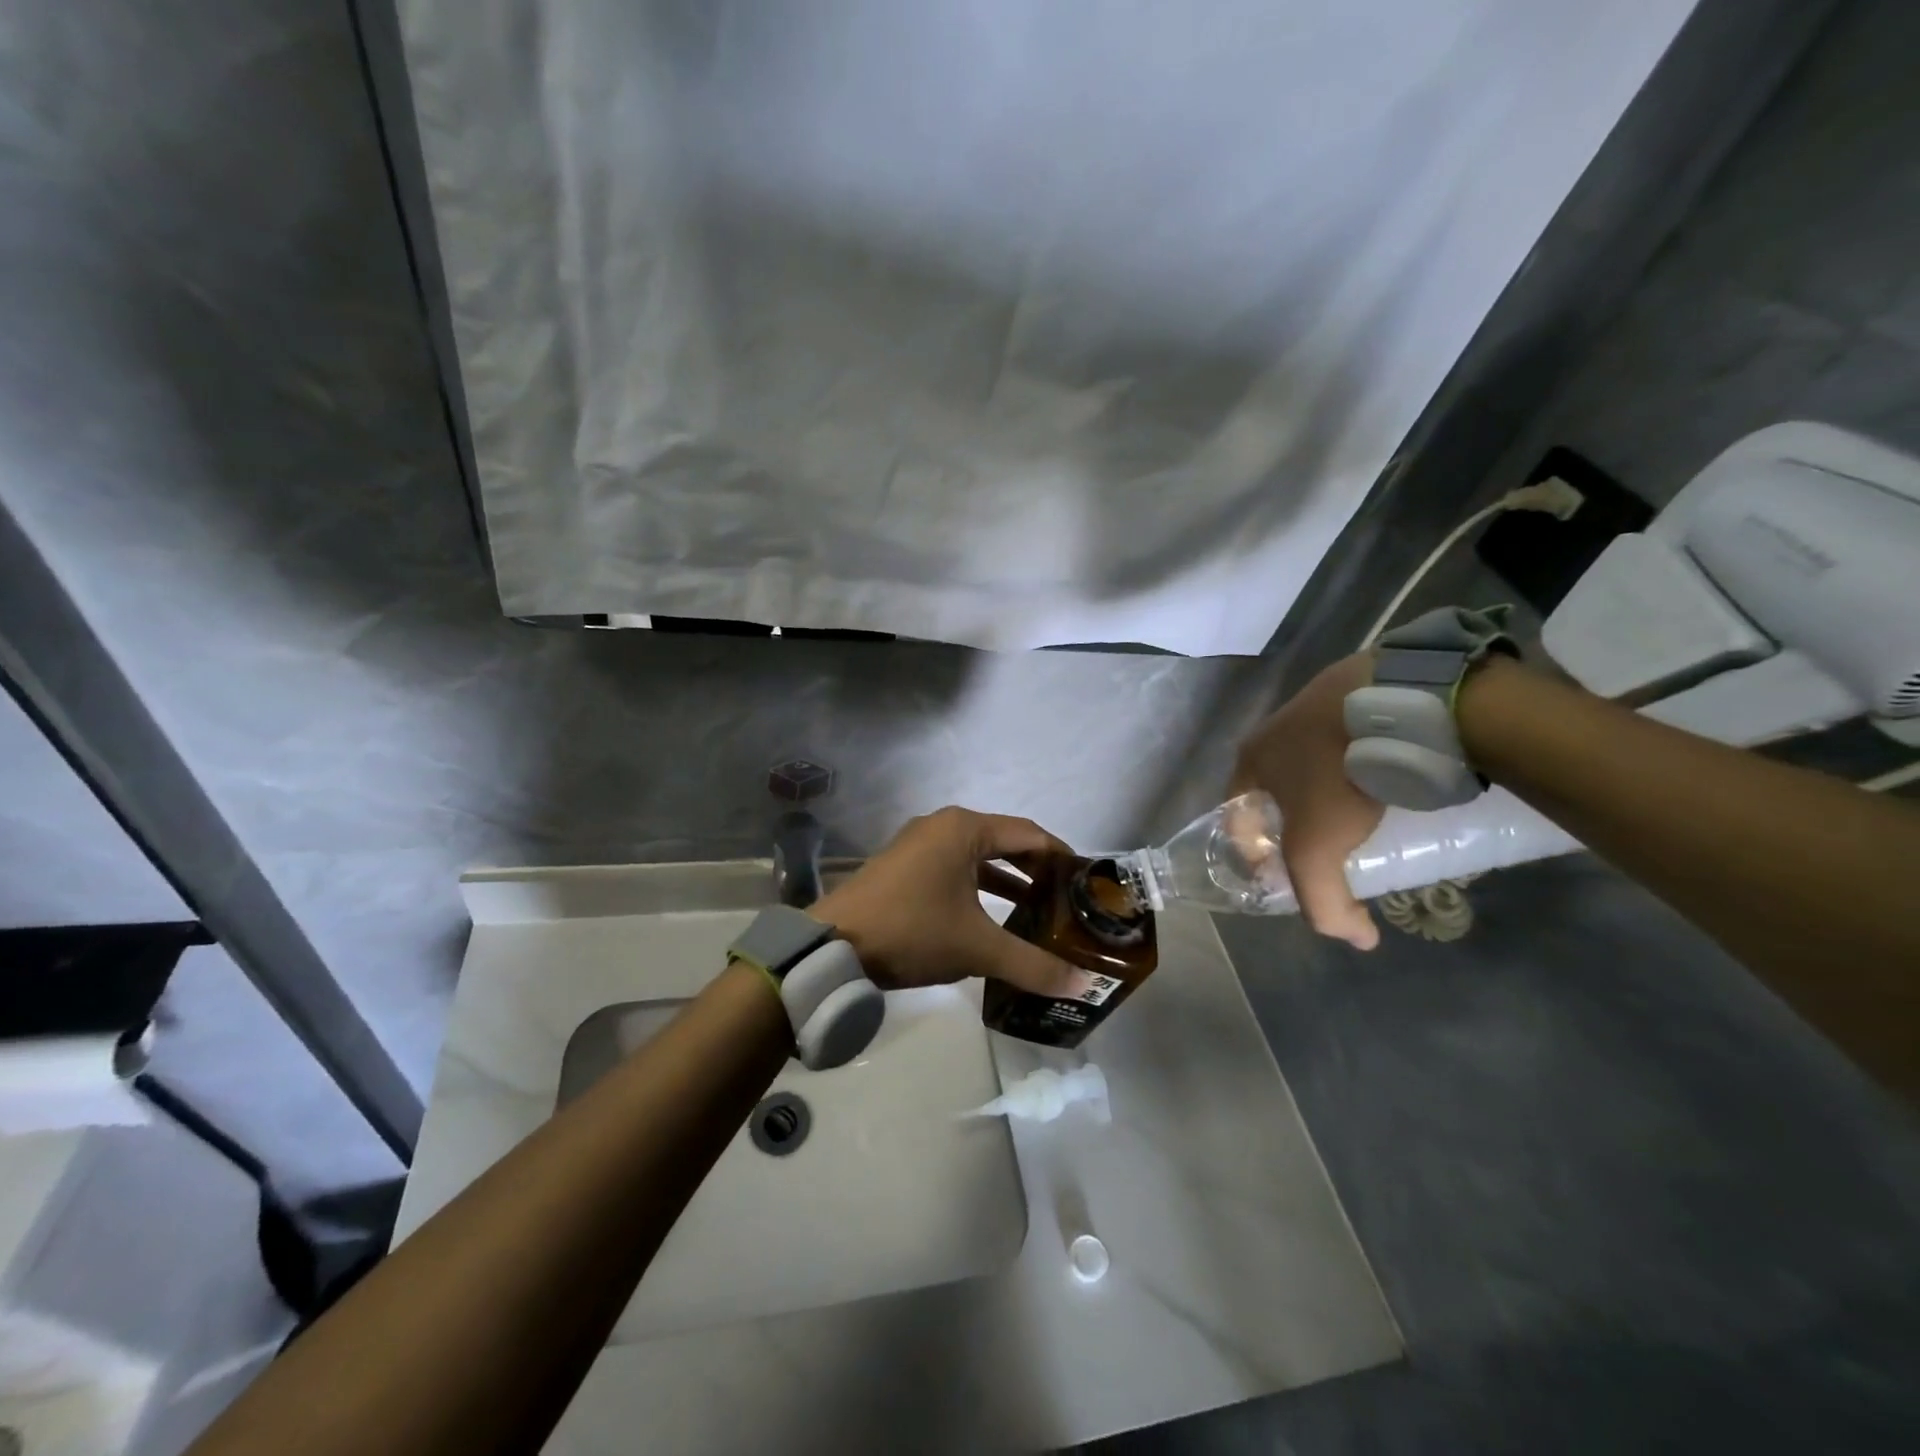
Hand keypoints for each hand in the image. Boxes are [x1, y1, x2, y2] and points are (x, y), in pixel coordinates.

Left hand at [811, 807, 1080, 996]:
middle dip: (1036, 871)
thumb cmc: (912, 931)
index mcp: (965, 829)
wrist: (833, 945)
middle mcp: (943, 826)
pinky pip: (953, 869)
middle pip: (1004, 842)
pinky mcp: (903, 865)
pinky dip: (978, 888)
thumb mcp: (977, 947)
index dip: (1062, 856)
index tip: (1086, 882)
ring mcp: (918, 844)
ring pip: (977, 857)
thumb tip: (1082, 987)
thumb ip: (1032, 964)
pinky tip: (992, 919)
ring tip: (1037, 912)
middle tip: (1066, 900)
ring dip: (1007, 882)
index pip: (1030, 834)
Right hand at [1231, 652, 1382, 949]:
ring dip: (1332, 790)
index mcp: (1250, 760)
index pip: (1236, 816)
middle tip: (1333, 849)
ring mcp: (1314, 706)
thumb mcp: (1319, 848)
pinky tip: (1393, 776)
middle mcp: (1273, 730)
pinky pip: (1353, 739)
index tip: (1287, 876)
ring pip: (1316, 763)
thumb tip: (1359, 939)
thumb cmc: (1340, 774)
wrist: (1398, 701)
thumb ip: (1324, 902)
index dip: (1254, 853)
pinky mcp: (1357, 692)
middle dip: (1297, 824)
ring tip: (1370, 815)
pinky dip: (1365, 760)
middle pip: (1276, 791)